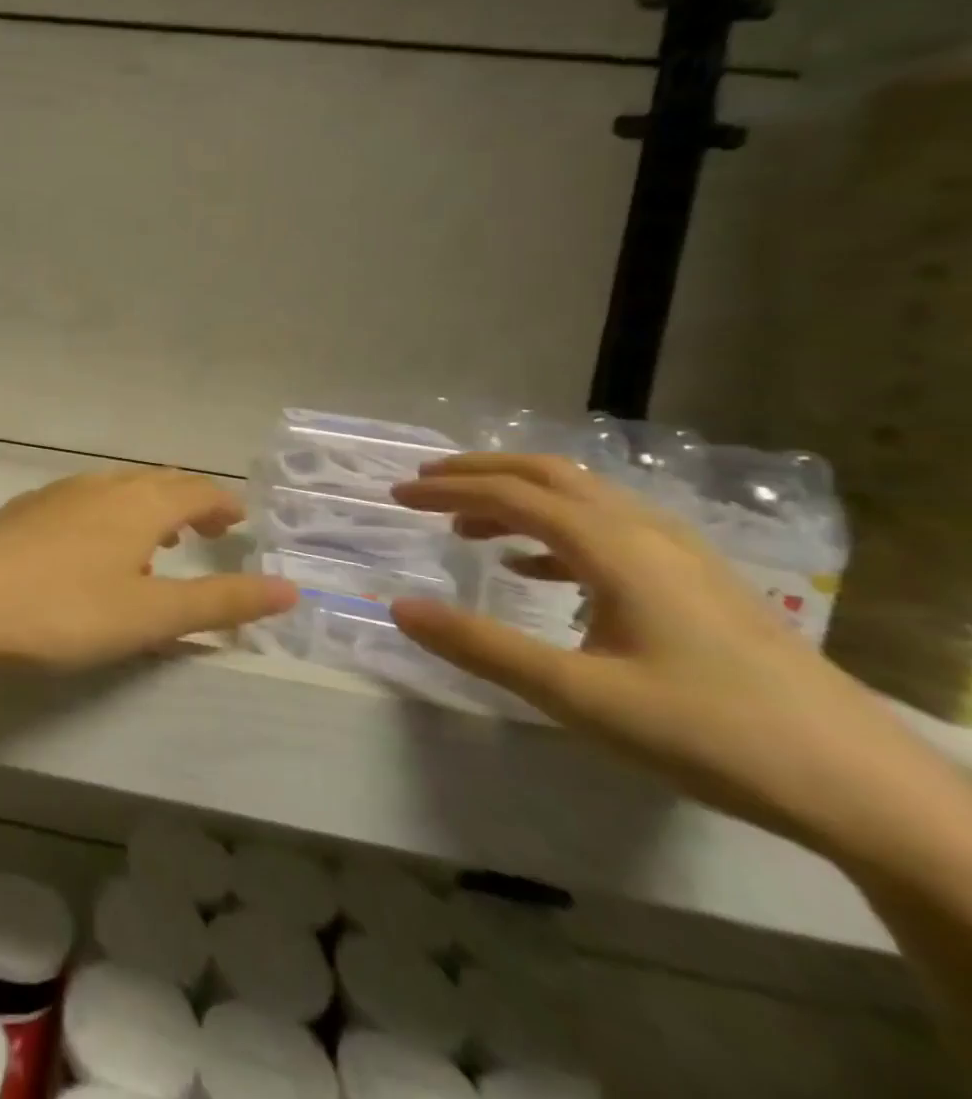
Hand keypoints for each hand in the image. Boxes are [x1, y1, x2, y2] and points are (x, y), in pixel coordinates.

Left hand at [0, 469, 296, 670]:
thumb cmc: (63, 609)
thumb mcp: (150, 615)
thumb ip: (220, 603)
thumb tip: (291, 589)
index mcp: (138, 504)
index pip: (196, 489)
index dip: (223, 503)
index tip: (240, 521)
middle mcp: (100, 486)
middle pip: (156, 482)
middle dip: (189, 502)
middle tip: (209, 530)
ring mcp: (56, 495)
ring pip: (116, 489)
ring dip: (147, 507)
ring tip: (157, 539)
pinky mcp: (23, 512)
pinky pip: (83, 502)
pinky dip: (108, 516)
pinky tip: (92, 549)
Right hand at [389, 454, 920, 851]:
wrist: (864, 788)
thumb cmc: (710, 733)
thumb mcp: (578, 695)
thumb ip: (482, 647)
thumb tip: (399, 607)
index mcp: (614, 547)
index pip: (511, 494)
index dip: (447, 489)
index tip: (396, 497)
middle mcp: (646, 532)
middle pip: (549, 475)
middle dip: (479, 473)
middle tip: (424, 486)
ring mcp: (680, 554)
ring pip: (581, 498)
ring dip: (516, 500)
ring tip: (467, 527)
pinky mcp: (698, 582)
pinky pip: (608, 531)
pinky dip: (554, 534)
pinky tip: (534, 571)